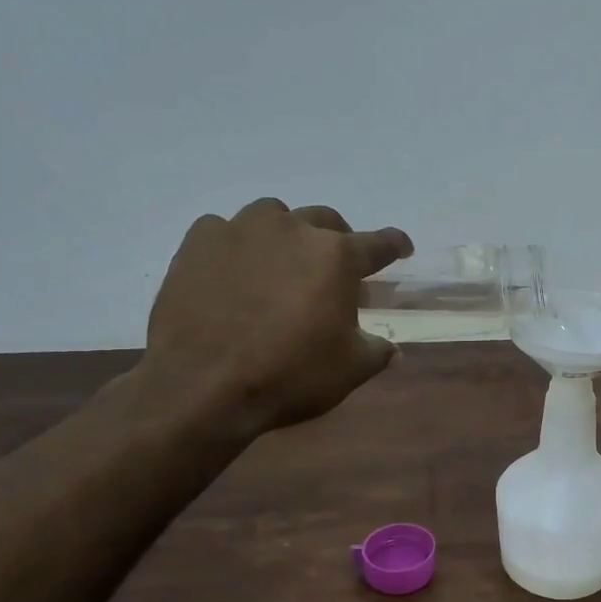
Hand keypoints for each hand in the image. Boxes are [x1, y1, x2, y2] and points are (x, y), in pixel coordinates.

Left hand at [142, 199, 411, 432]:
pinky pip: (224, 230)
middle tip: (335, 269)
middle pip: (326, 221)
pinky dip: (236, 245)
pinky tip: (233, 271)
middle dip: (338, 240)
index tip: (401, 248)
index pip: (379, 243)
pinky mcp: (198, 242)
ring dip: (286, 235)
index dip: (395, 245)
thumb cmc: (289, 375)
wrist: (202, 385)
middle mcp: (293, 230)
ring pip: (274, 216)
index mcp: (337, 257)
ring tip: (281, 264)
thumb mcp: (350, 370)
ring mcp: (241, 230)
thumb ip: (376, 350)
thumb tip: (390, 349)